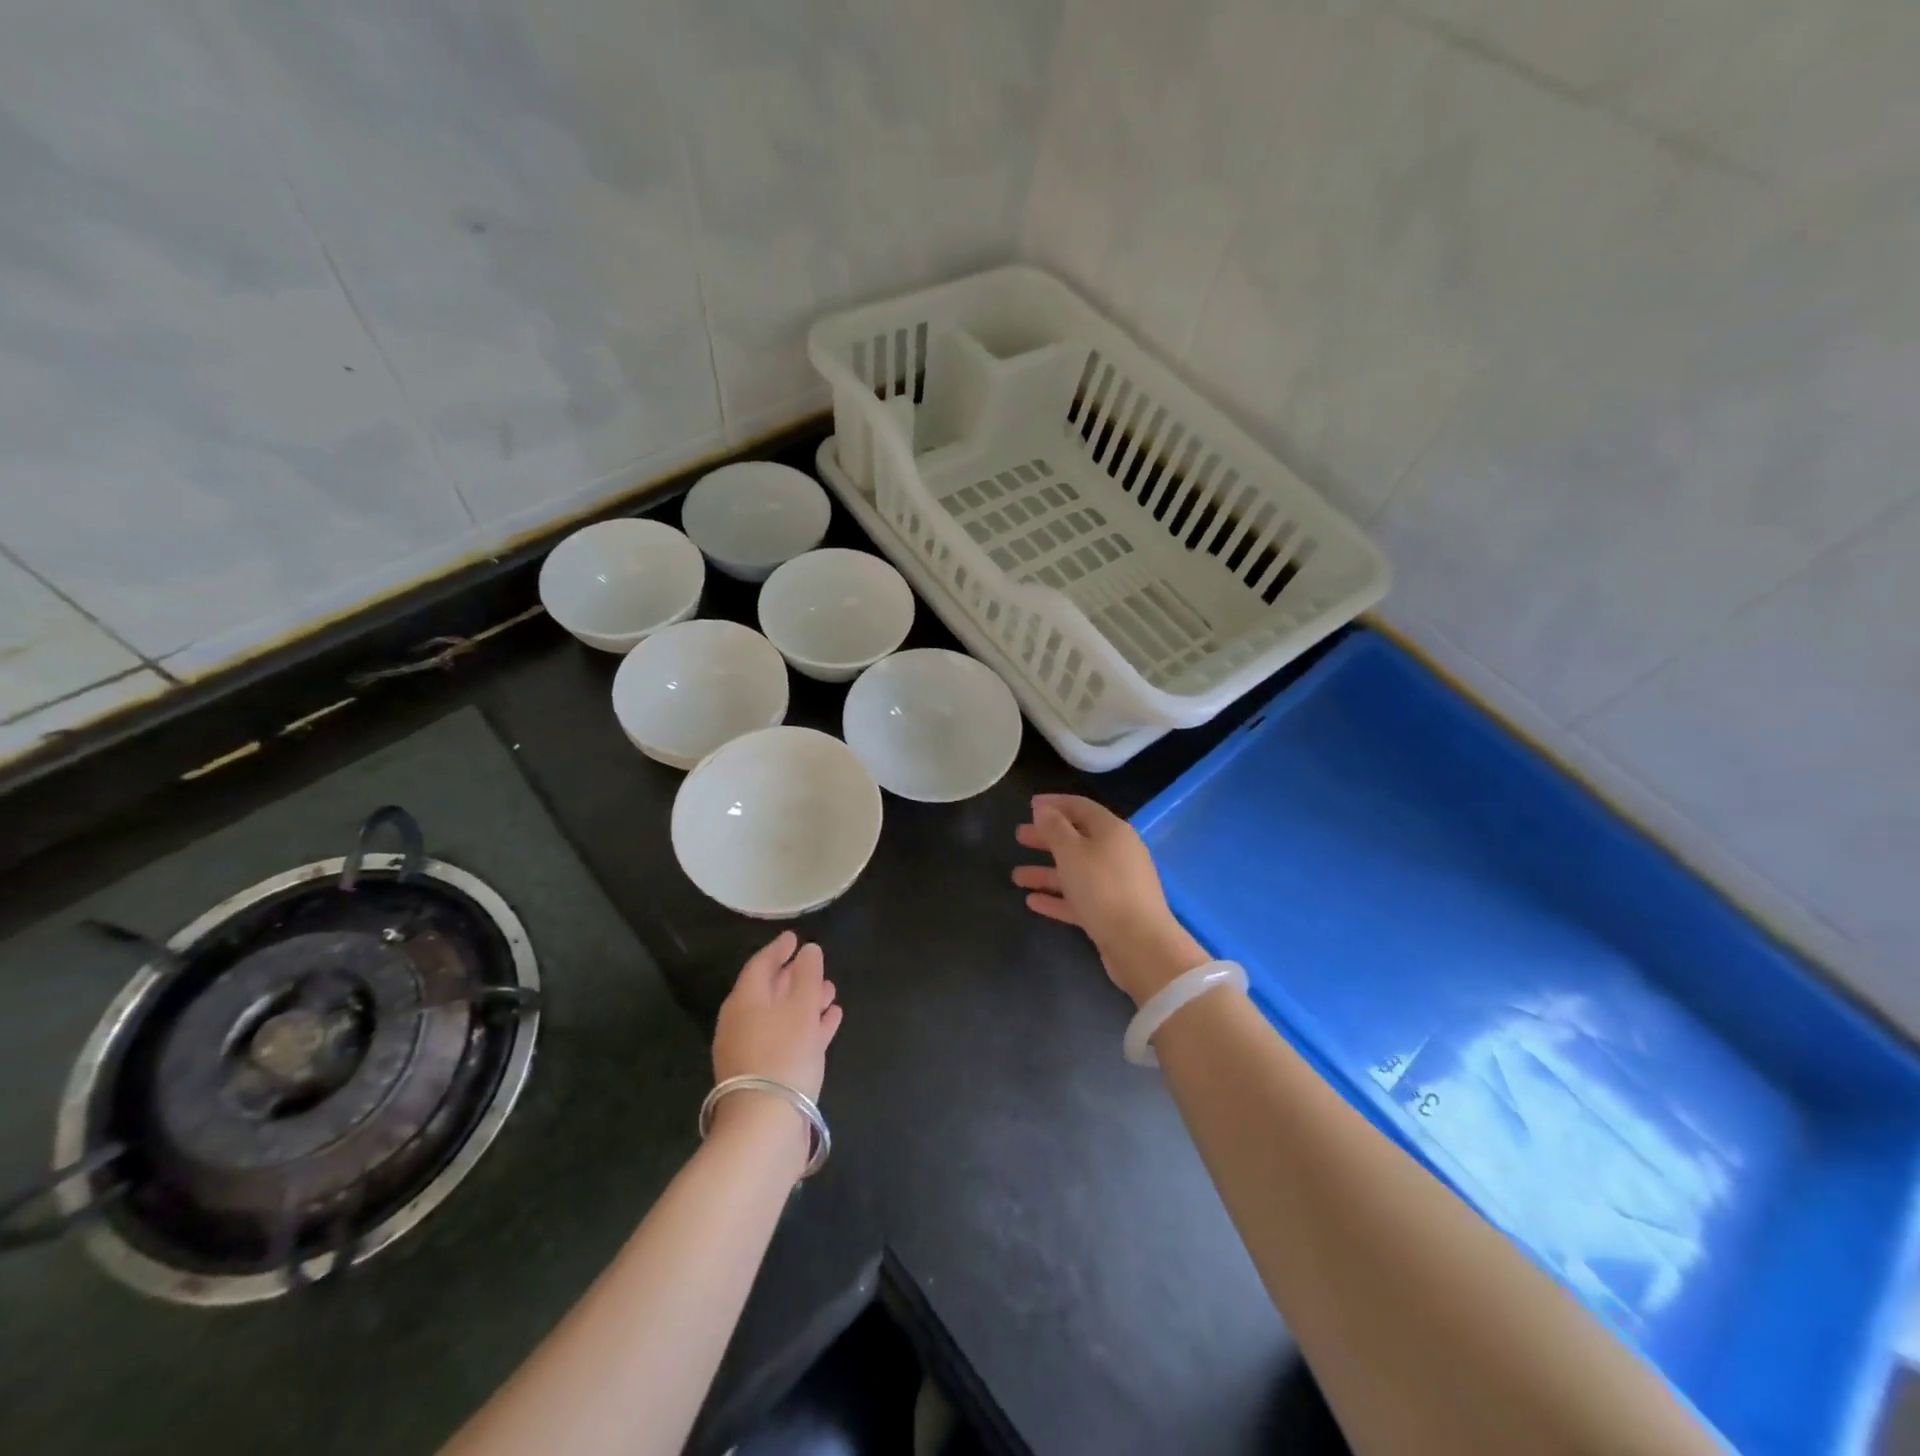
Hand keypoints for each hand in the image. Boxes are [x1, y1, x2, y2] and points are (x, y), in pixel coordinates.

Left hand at [712, 931, 842, 1102]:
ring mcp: (752, 1051)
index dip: (779, 949)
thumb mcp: (801, 1007)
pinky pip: (788, 1039)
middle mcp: (742, 1023)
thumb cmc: (783, 1054)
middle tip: (817, 965)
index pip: (760, 964)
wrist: (765, 1126)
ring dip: (806, 1002)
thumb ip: (807, 974)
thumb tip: (808, 950)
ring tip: (832, 992)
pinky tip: (831, 1021)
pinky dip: (808, 1026)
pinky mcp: (766, 1075)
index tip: (794, 937)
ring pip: (782, 1016)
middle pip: (769, 991)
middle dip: (795, 976)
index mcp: (744, 1001)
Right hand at [1013, 794, 1207, 1006]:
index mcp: (1112, 831)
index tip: (1030, 805)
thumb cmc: (1103, 889)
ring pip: (1075, 871)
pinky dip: (1057, 897)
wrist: (1140, 945)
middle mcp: (1116, 853)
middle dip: (1047, 837)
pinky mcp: (1111, 912)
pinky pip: (1079, 898)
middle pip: (1077, 839)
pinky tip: (1032, 902)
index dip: (1055, 803)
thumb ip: (1055, 828)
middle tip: (1019, 836)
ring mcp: (1115, 884)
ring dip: (1046, 871)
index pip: (1081, 807)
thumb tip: (1044, 808)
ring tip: (1016, 876)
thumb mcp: (1072, 852)